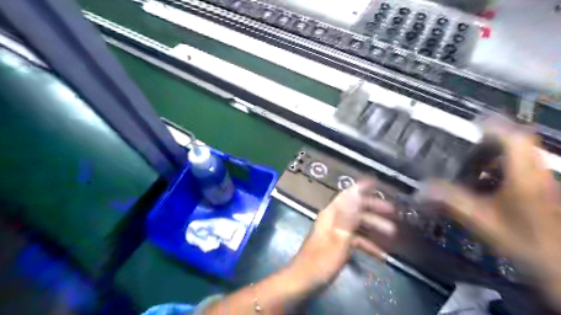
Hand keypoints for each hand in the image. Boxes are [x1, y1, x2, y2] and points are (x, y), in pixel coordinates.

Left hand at [290, 181, 392, 291]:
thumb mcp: (338, 238)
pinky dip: (367, 245)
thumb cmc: (321, 260)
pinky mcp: (337, 245)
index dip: (361, 187)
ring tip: (392, 234)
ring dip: (373, 228)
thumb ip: (348, 215)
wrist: (304, 281)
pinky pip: (355, 240)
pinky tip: (380, 255)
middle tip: (393, 211)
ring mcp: (335, 233)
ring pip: (357, 225)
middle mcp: (333, 219)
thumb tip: (355, 192)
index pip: (348, 195)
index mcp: (331, 214)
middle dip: (374, 209)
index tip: (375, 182)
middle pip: (355, 209)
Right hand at [425, 123, 559, 309]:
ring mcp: (541, 182)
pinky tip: (485, 182)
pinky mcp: (541, 192)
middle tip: (468, 143)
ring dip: (497, 154)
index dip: (494, 124)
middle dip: (493, 139)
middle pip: (519, 142)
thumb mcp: (481, 219)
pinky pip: (521, 170)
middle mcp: (536, 172)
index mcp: (524, 174)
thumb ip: (451, 202)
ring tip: (472, 161)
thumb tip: (422, 190)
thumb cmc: (523, 240)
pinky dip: (502, 169)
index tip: (473, 121)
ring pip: (521, 156)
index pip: (514, 137)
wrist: (560, 265)